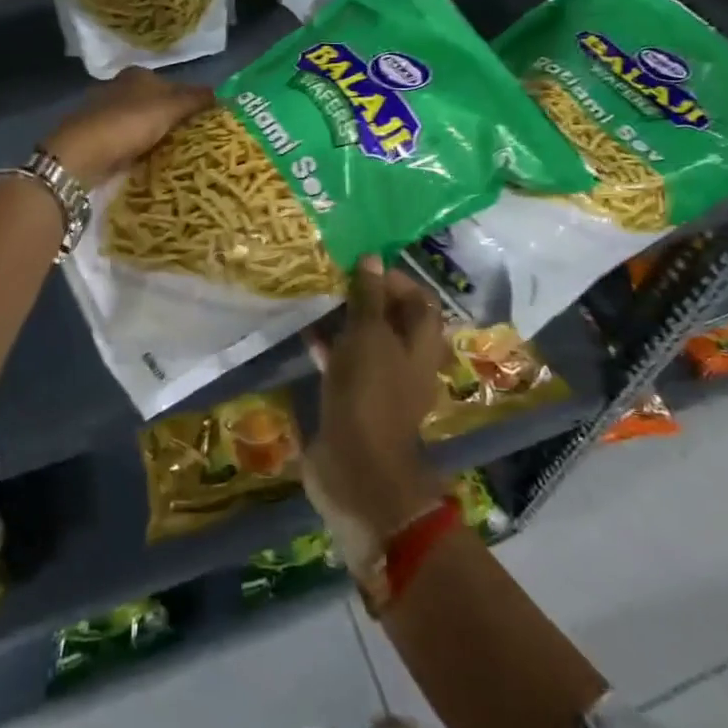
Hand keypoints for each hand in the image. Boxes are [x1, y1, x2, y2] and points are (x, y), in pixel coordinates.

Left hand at [42, 68, 212, 189]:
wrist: (81, 155)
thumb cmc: (128, 123)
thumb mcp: (169, 107)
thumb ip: (195, 99)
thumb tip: (222, 94)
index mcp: (138, 75)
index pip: (174, 84)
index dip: (192, 101)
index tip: (209, 122)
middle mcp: (120, 88)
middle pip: (157, 104)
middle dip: (174, 119)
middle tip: (198, 141)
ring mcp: (106, 114)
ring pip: (142, 124)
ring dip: (157, 136)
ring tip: (180, 155)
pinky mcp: (98, 138)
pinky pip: (129, 142)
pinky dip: (141, 150)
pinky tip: (152, 162)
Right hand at [304, 258, 445, 555]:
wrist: (355, 469)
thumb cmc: (369, 394)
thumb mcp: (368, 337)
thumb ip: (369, 297)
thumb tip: (373, 258)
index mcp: (422, 346)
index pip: (420, 301)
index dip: (395, 279)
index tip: (363, 266)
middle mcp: (407, 363)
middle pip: (392, 321)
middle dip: (367, 298)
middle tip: (336, 279)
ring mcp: (381, 385)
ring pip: (367, 342)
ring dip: (346, 321)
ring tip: (319, 298)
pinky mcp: (355, 402)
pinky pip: (346, 366)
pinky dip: (330, 348)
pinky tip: (306, 334)